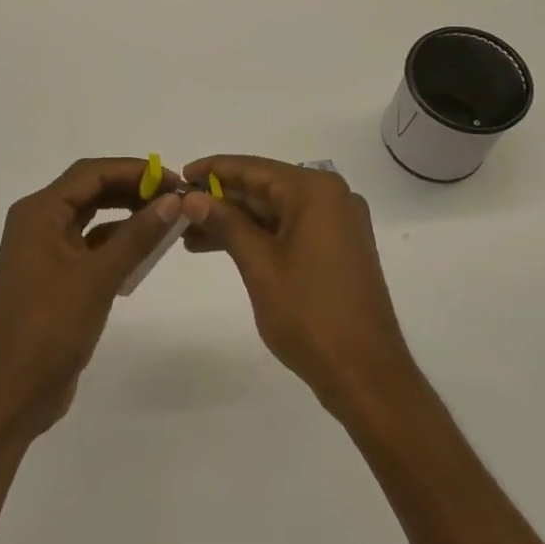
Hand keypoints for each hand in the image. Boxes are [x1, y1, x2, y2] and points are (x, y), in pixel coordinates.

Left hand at [0, 158, 196, 443]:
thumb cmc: (50, 326)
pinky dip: (116, 244)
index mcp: (38, 212)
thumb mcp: (98, 277)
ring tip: (167, 220)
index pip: (90, 173)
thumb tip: (174, 200)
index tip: (174, 180)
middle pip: (90, 191)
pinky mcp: (54, 277)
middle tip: (176, 198)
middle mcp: (37, 223)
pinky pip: (90, 246)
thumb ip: (137, 235)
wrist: (12, 393)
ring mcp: (44, 252)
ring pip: (91, 219)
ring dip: (126, 215)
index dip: (134, 170)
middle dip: (132, 190)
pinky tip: (145, 252)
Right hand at [183, 155, 415, 416]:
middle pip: (264, 188)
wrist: (366, 375)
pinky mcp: (338, 249)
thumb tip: (192, 197)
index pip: (253, 168)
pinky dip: (258, 237)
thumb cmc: (310, 315)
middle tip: (178, 212)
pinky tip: (223, 247)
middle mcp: (331, 198)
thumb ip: (225, 223)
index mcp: (315, 191)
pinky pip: (290, 230)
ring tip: (190, 236)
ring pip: (275, 211)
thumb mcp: (259, 265)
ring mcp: (338, 224)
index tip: (179, 174)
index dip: (213, 170)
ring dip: (235, 222)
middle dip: (220, 200)